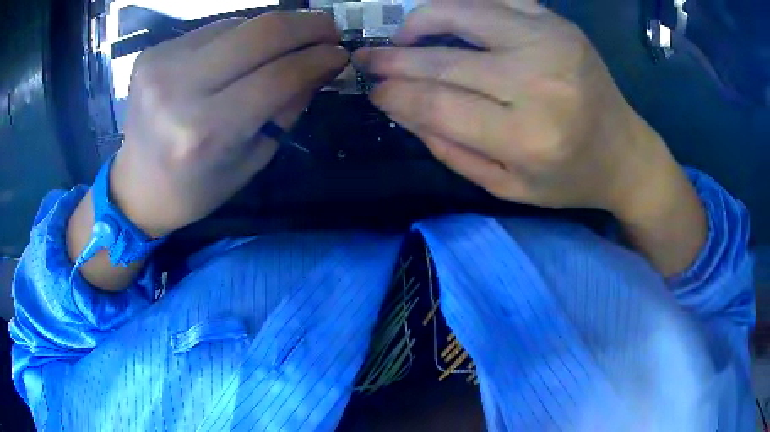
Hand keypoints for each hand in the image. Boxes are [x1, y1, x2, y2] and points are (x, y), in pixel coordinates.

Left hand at [112, 12, 347, 236]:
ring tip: (285, 46)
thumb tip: (322, 64)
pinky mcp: (152, 53)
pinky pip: (212, 30)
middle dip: (307, 25)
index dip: (318, 58)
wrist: (136, 188)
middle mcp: (178, 90)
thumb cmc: (196, 188)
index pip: (278, 76)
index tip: (340, 54)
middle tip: (329, 30)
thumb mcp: (251, 160)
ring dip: (273, 31)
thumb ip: (287, 107)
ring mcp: (160, 65)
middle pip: (260, 32)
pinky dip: (238, 36)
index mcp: (205, 132)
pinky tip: (241, 53)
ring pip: (238, 24)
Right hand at [353, 0, 677, 215]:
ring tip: (401, 35)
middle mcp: (540, 82)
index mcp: (528, 137)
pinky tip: (445, 19)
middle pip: (445, 59)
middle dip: (394, 59)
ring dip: (420, 21)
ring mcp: (552, 42)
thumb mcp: (506, 187)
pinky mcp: (558, 23)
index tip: (373, 91)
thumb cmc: (567, 178)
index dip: (396, 94)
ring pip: (463, 13)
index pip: (438, 104)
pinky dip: (460, 5)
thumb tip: (401, 108)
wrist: (623, 152)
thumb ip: (450, 149)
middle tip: (366, 59)